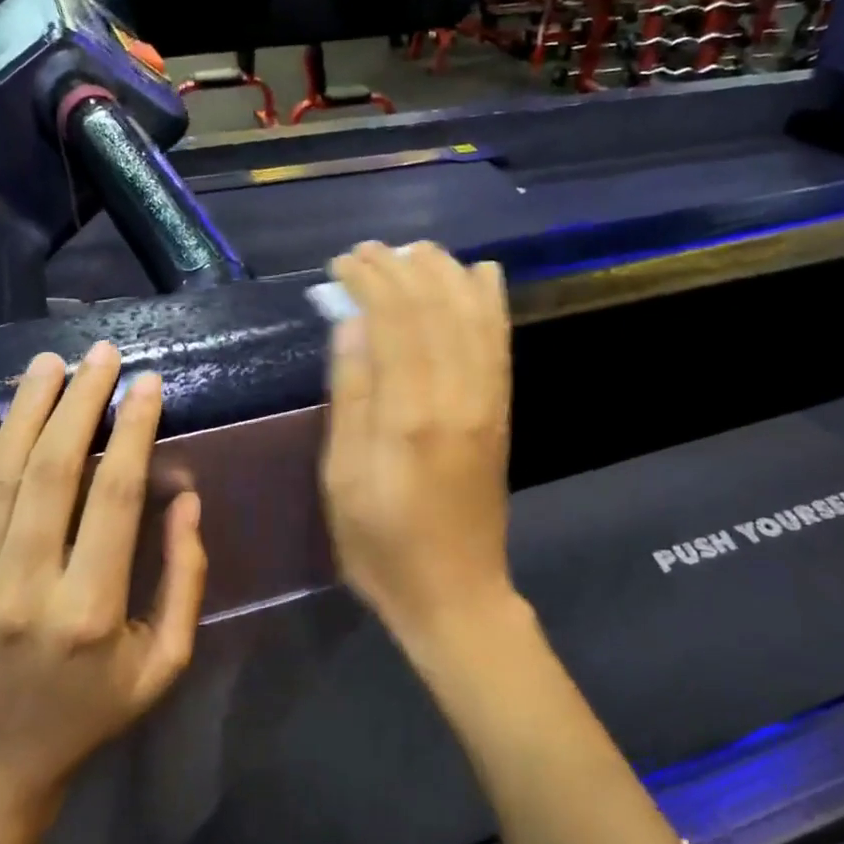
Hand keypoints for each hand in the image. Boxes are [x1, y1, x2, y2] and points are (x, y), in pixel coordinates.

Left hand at [0, 343, 206, 826]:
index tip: (149, 385)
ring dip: (25, 411)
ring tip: (50, 363)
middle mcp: (26, 587)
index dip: (135, 433)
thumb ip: (185, 580)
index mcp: (91, 611)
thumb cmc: (89, 714)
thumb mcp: (164, 664)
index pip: (117, 498)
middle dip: (80, 403)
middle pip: (54, 471)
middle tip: (101, 356)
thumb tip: (187, 499)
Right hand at [320, 242, 519, 649]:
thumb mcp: (342, 480)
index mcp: (410, 414)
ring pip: (472, 315)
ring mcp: (487, 402)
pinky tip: (479, 275)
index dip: (370, 279)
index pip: (394, 319)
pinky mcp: (501, 412)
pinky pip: (499, 343)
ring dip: (444, 273)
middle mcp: (457, 395)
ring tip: (416, 250)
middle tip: (368, 249)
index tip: (342, 261)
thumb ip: (350, 398)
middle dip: (401, 267)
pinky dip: (489, 302)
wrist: (457, 593)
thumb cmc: (382, 545)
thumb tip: (350, 325)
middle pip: (434, 307)